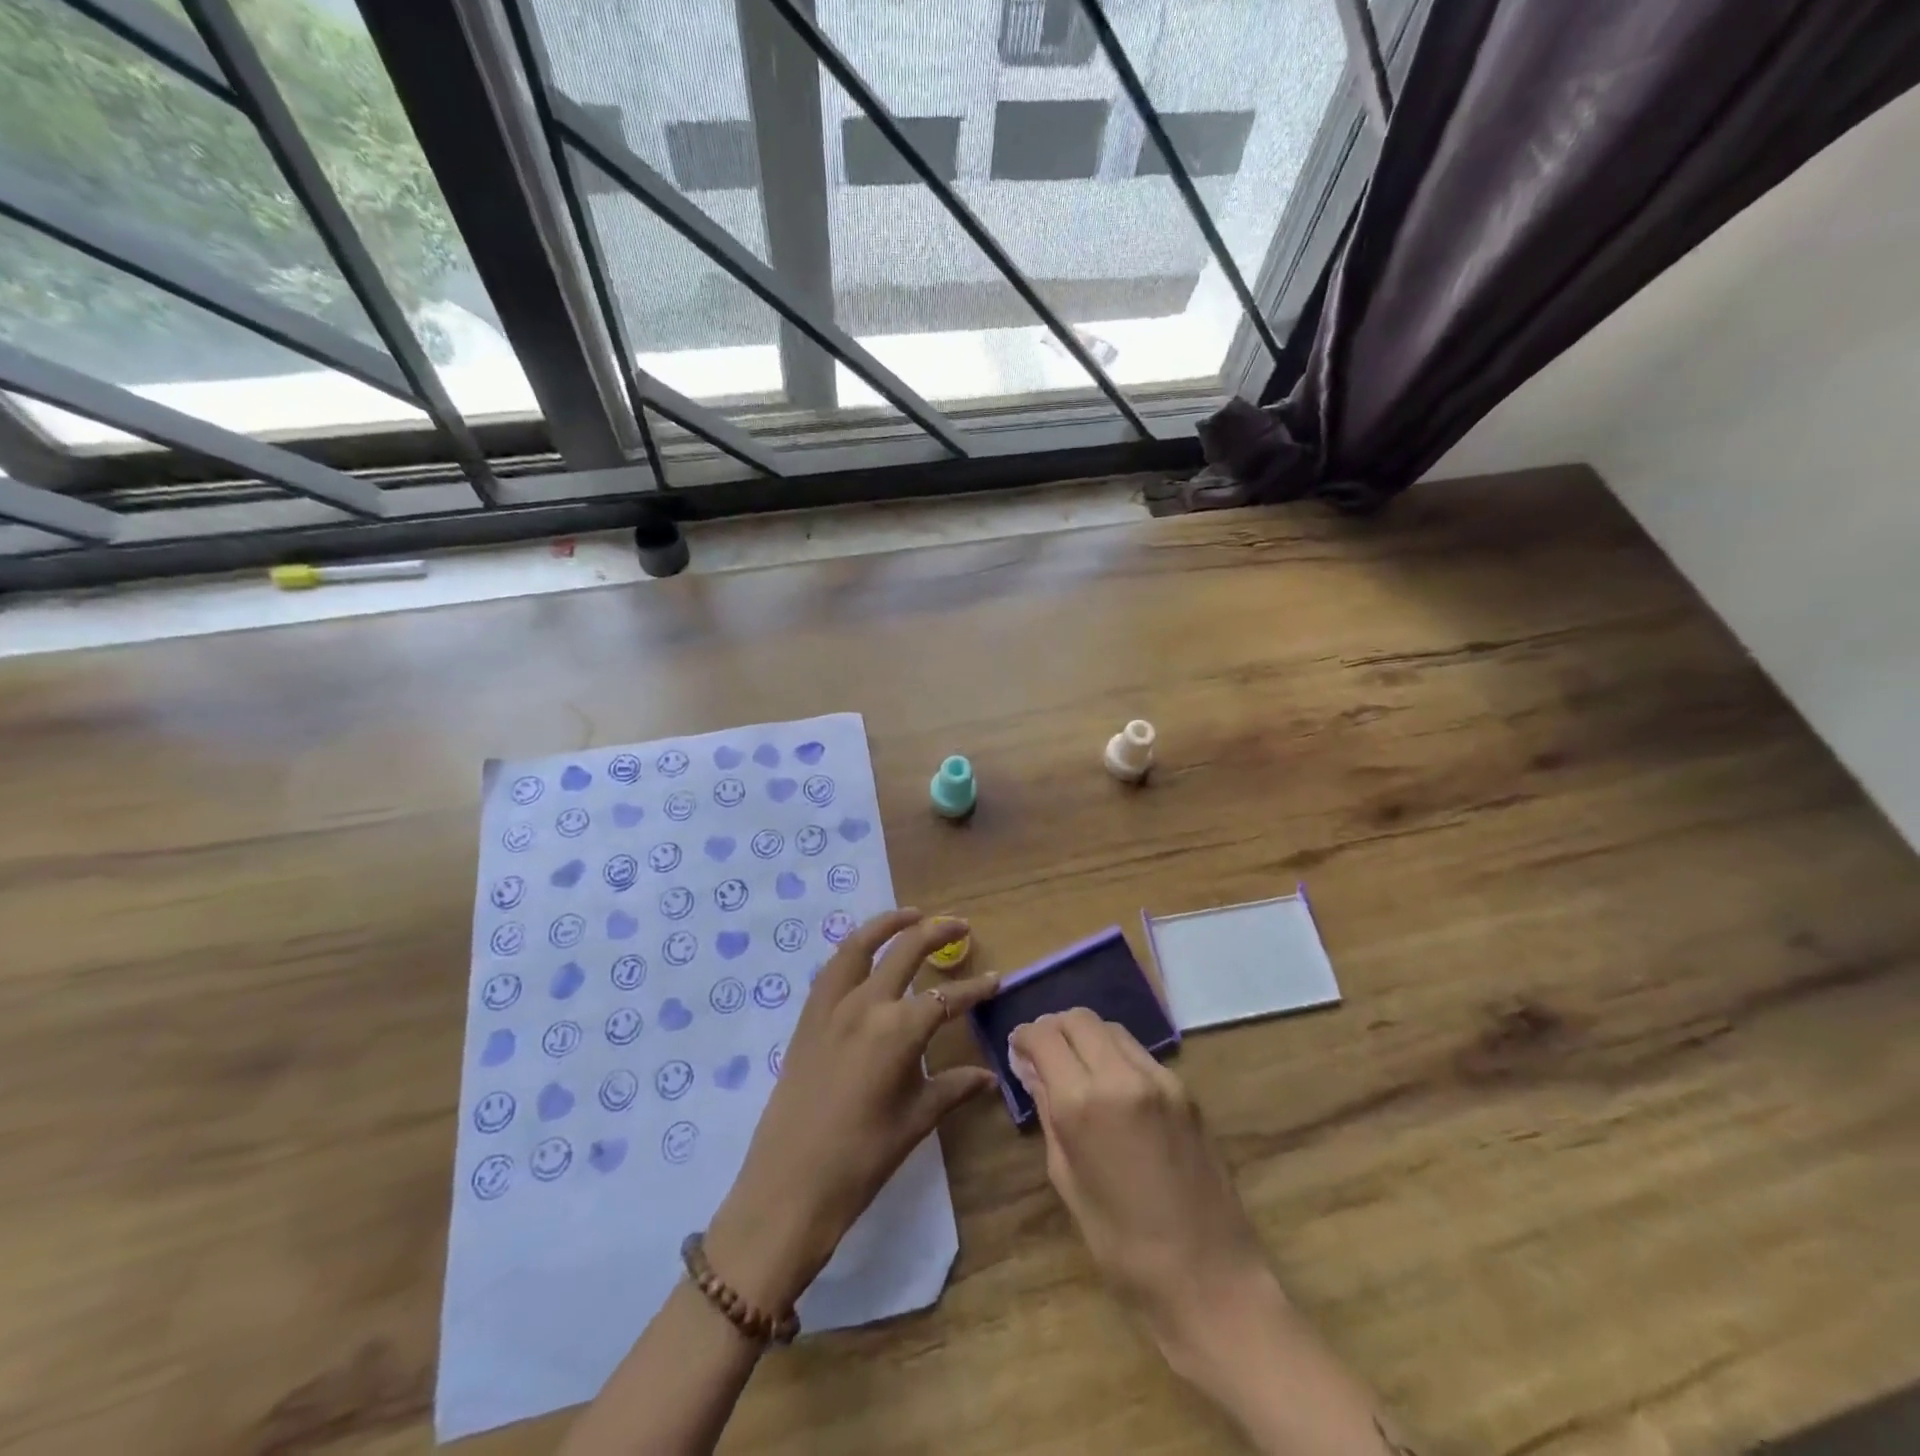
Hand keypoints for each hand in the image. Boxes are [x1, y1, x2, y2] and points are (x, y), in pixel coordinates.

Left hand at [705, 910, 998, 1313]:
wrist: (788, 1187)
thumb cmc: (862, 1159)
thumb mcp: (915, 1120)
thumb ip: (952, 1087)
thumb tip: (989, 1076)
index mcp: (898, 1029)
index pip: (947, 998)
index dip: (975, 989)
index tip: (996, 980)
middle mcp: (865, 1004)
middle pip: (905, 951)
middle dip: (937, 932)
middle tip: (960, 926)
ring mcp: (830, 1006)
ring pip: (860, 946)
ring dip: (889, 925)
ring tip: (912, 915)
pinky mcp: (807, 1018)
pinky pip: (833, 968)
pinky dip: (854, 949)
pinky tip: (865, 953)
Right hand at [1009, 1010, 1278, 1360]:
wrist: (1209, 1277)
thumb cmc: (1122, 1245)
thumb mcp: (1067, 1179)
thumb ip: (1048, 1112)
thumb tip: (1031, 1069)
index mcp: (1083, 1103)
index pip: (1044, 1036)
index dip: (1024, 1036)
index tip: (1017, 1049)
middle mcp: (1121, 1076)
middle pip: (1078, 1018)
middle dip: (1054, 1027)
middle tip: (1043, 1053)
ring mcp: (1159, 1078)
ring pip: (1110, 1028)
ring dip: (1086, 1035)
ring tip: (1075, 1064)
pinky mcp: (1184, 1089)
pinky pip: (1138, 1052)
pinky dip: (1115, 1053)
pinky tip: (1111, 1084)